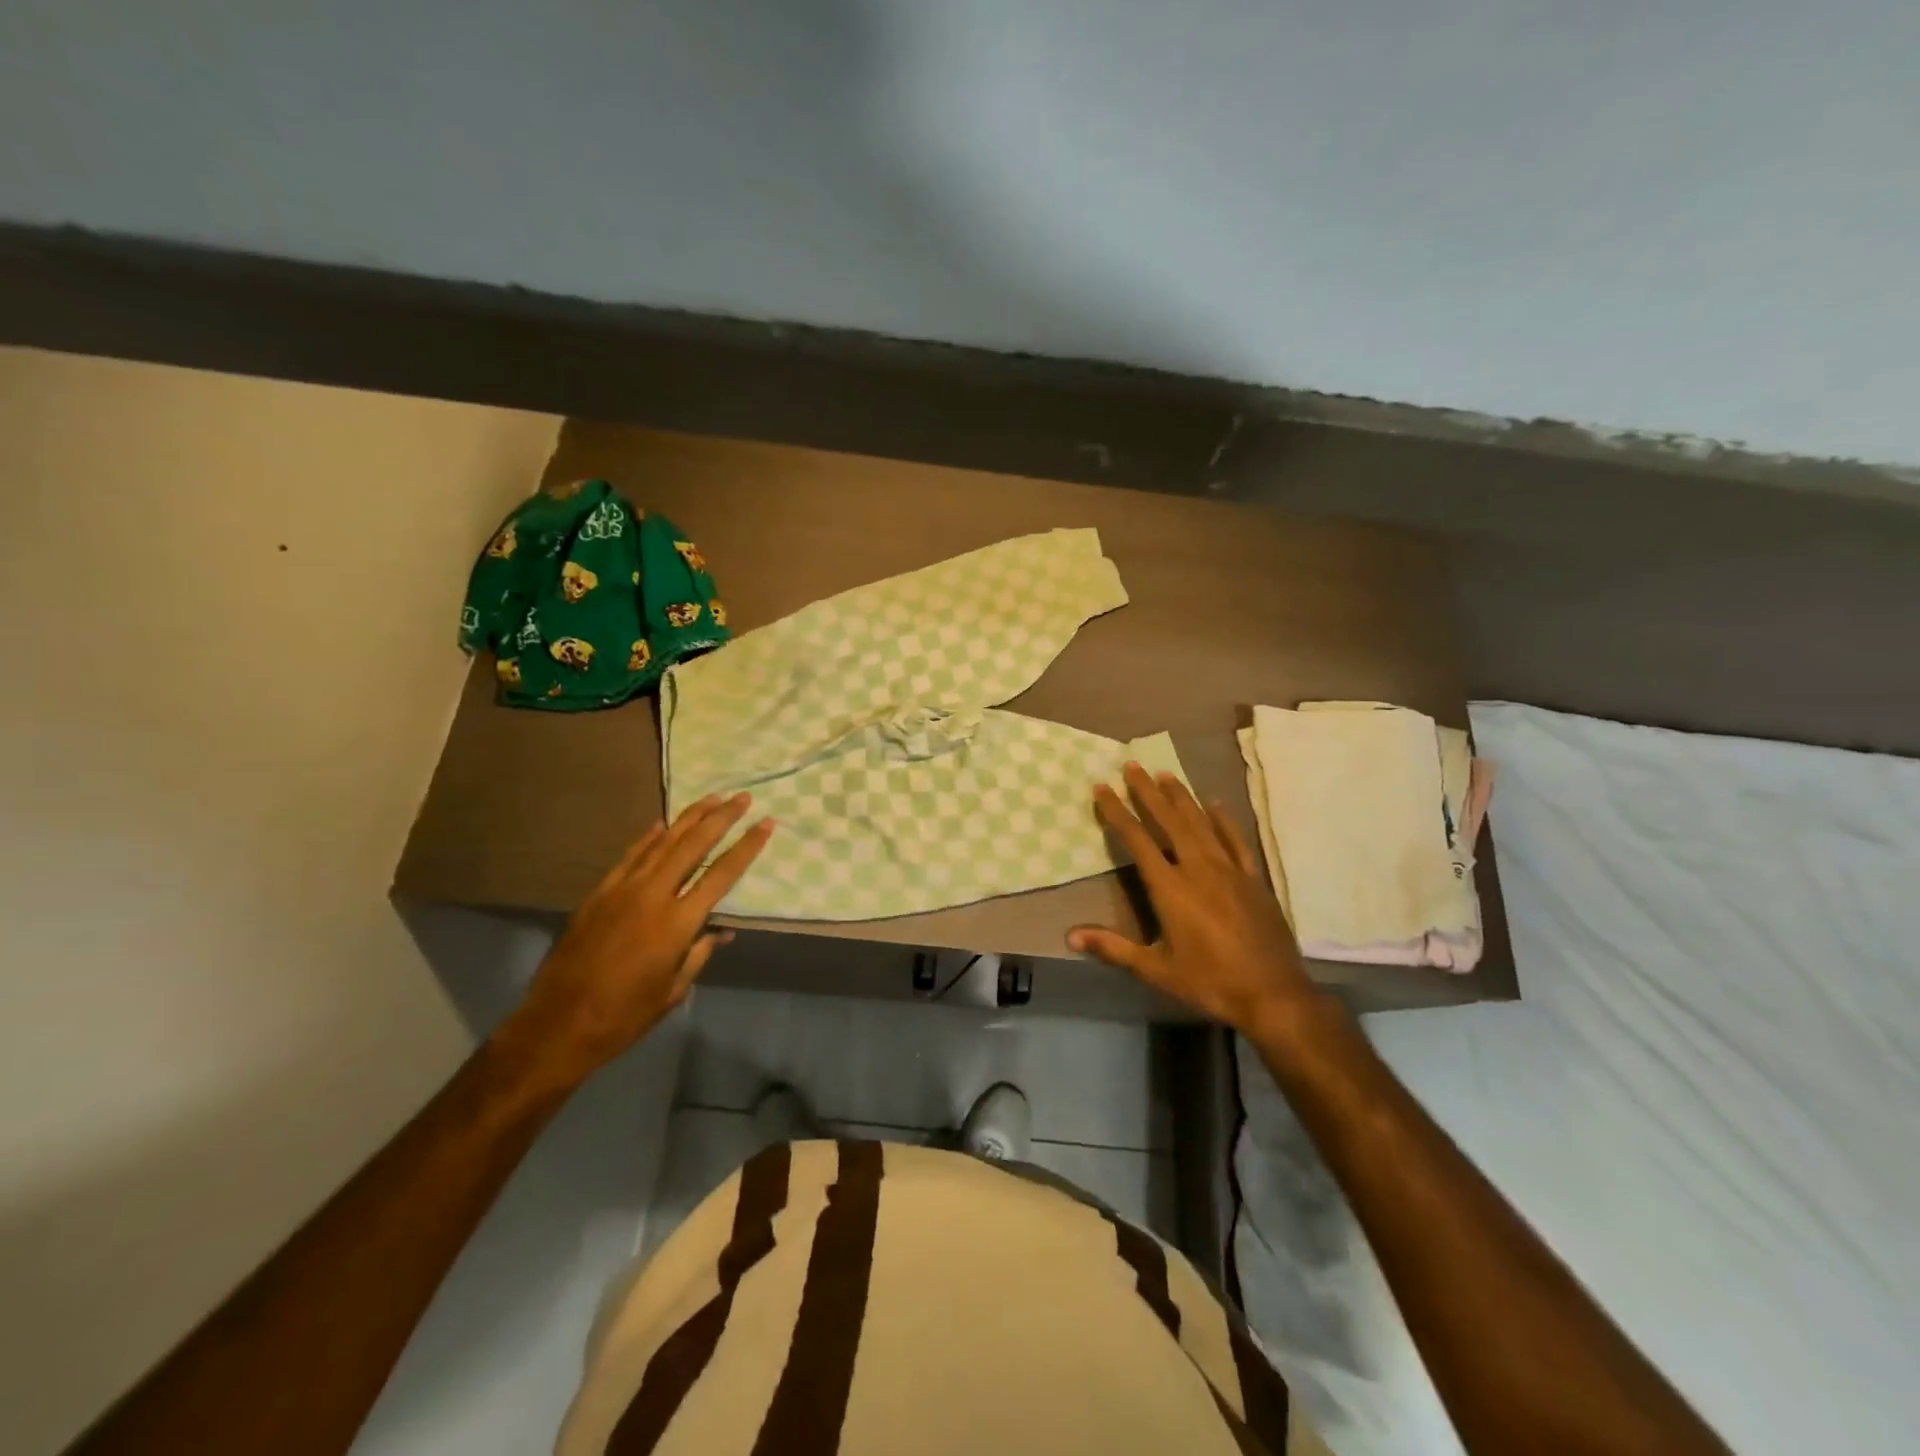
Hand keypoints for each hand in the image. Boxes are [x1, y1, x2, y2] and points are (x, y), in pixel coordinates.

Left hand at [501, 794, 774, 1075]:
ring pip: (662, 843)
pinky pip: (631, 856)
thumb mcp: (673, 990)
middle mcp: (652, 896)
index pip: (722, 874)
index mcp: (677, 923)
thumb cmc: (624, 1016)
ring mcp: (622, 890)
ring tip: (712, 798)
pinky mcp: (599, 894)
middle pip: (693, 845)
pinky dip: (649, 838)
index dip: (747, 846)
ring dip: (689, 818)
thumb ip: (699, 953)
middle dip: (721, 818)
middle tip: (742, 797)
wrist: (557, 1025)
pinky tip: (662, 824)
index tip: (767, 823)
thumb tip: (721, 931)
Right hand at [1070, 764, 1321, 1039]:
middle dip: (1148, 792)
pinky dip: (1224, 820)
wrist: (1273, 994)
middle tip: (1133, 766)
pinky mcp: (1253, 879)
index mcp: (1171, 888)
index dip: (1117, 812)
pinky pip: (1236, 840)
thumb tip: (1070, 936)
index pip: (1137, 840)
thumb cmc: (1209, 982)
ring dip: (1182, 797)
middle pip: (1170, 821)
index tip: (1103, 788)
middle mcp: (1198, 868)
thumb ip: (1113, 948)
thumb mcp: (1155, 968)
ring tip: (1165, 774)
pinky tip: (1215, 804)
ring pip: (1201, 823)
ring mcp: (1230, 870)